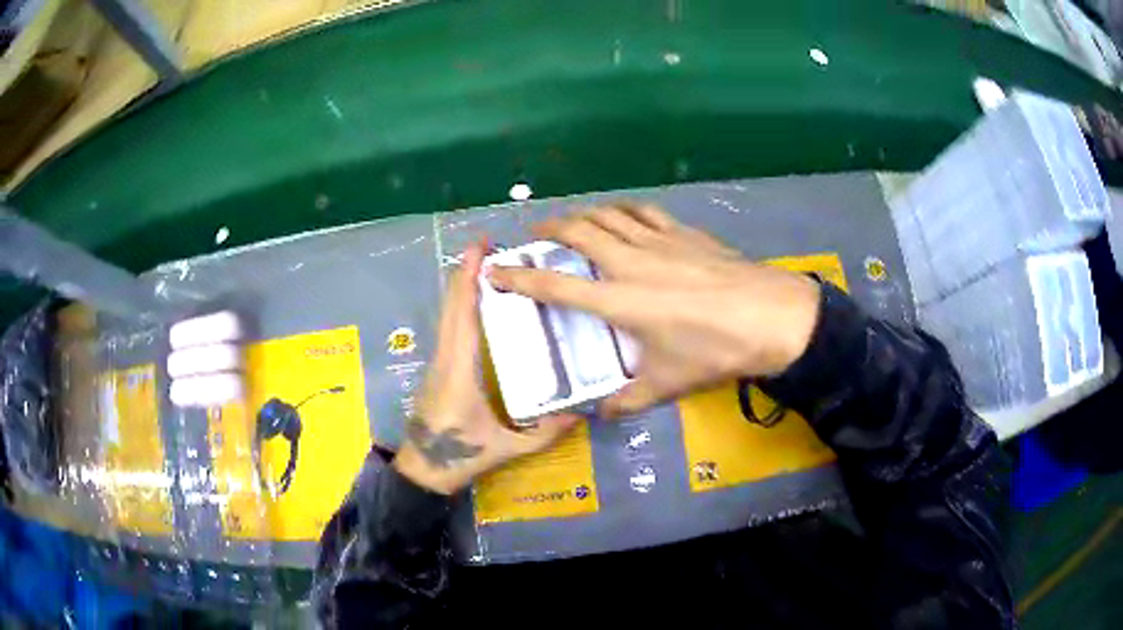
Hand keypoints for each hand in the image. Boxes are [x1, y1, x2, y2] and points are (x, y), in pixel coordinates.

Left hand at [393, 242, 581, 494]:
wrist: (422, 470)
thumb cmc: (460, 456)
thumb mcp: (508, 448)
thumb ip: (546, 432)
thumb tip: (584, 412)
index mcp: (459, 369)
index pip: (462, 313)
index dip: (468, 276)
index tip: (481, 247)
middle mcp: (445, 356)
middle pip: (451, 304)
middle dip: (466, 270)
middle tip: (491, 246)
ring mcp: (438, 360)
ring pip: (447, 313)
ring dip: (462, 285)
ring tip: (488, 266)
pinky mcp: (438, 367)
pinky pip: (448, 326)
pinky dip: (460, 304)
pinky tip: (479, 302)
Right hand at [487, 203, 820, 418]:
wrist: (770, 317)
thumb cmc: (715, 351)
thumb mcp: (668, 383)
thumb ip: (627, 400)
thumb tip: (601, 414)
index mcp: (619, 301)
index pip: (555, 287)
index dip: (520, 278)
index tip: (496, 271)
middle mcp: (631, 262)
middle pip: (578, 233)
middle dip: (549, 229)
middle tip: (535, 235)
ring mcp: (659, 241)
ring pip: (608, 214)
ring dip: (584, 215)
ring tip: (574, 222)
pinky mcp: (684, 232)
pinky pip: (644, 212)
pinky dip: (624, 211)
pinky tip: (625, 218)